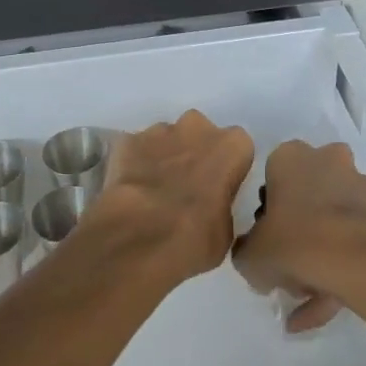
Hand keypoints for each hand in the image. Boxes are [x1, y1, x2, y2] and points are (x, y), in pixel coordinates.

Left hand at [87, 110, 254, 281]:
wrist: (139, 238)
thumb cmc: (195, 238)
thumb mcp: (226, 231)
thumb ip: (223, 204)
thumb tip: (212, 207)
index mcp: (232, 145)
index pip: (237, 148)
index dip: (227, 167)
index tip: (218, 188)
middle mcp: (197, 127)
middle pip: (200, 133)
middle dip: (195, 153)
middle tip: (186, 186)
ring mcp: (159, 130)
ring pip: (166, 138)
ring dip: (164, 157)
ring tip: (155, 191)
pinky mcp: (127, 141)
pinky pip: (136, 148)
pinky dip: (135, 163)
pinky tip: (131, 190)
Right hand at [233, 140, 365, 331]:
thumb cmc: (298, 242)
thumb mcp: (252, 256)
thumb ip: (247, 253)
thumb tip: (255, 257)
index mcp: (291, 157)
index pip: (271, 181)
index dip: (268, 218)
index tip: (268, 246)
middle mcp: (328, 160)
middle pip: (307, 199)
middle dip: (299, 236)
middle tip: (289, 272)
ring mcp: (362, 186)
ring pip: (335, 223)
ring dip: (323, 258)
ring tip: (311, 301)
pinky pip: (358, 242)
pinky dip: (345, 270)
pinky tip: (332, 308)